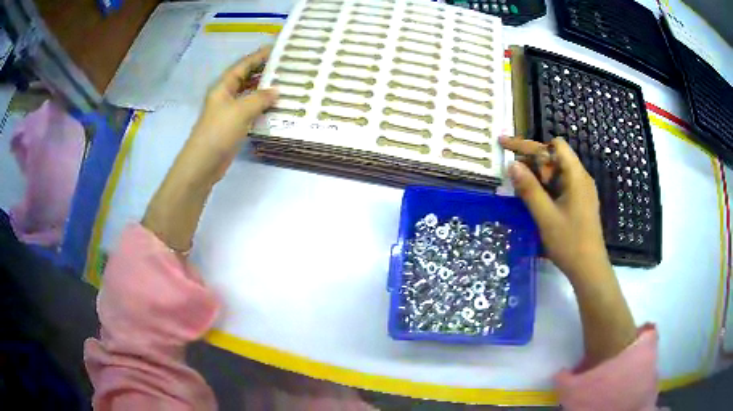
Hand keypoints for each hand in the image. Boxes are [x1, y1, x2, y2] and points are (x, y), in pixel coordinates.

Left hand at [182, 46, 278, 187]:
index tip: (276, 48)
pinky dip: (263, 108)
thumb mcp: (241, 111)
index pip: (243, 65)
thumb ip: (260, 98)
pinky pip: (251, 111)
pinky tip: (277, 108)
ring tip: (286, 84)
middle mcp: (226, 96)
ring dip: (265, 91)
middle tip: (285, 66)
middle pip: (246, 78)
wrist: (203, 163)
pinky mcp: (233, 126)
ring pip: (249, 95)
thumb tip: (277, 91)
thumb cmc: (219, 132)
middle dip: (264, 71)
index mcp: (223, 87)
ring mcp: (229, 112)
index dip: (258, 56)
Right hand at [500, 136, 608, 281]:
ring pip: (556, 171)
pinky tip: (533, 197)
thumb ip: (529, 189)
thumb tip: (512, 165)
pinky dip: (545, 186)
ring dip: (537, 174)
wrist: (589, 269)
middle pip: (554, 156)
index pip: (555, 145)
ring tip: (518, 185)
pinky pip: (560, 185)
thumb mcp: (545, 216)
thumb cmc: (569, 242)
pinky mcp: (579, 202)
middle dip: (531, 159)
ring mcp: (581, 190)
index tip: (508, 148)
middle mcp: (580, 178)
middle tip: (510, 169)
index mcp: (576, 176)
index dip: (531, 145)